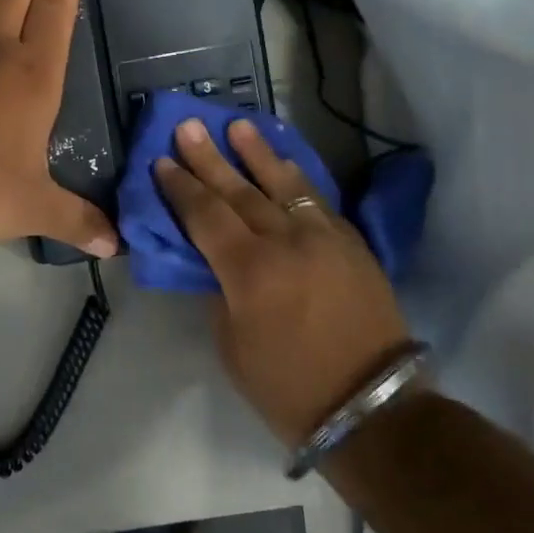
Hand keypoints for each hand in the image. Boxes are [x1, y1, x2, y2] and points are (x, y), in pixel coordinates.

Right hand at [155, 118, 408, 443]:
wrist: (371, 406)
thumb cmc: (287, 386)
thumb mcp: (232, 345)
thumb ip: (218, 292)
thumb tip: (213, 260)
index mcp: (249, 271)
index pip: (205, 215)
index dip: (181, 187)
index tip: (162, 161)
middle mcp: (286, 242)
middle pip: (239, 190)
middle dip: (209, 158)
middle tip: (188, 126)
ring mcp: (324, 237)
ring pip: (284, 184)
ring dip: (258, 153)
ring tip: (237, 126)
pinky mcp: (352, 243)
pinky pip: (318, 200)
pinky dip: (297, 178)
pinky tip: (284, 162)